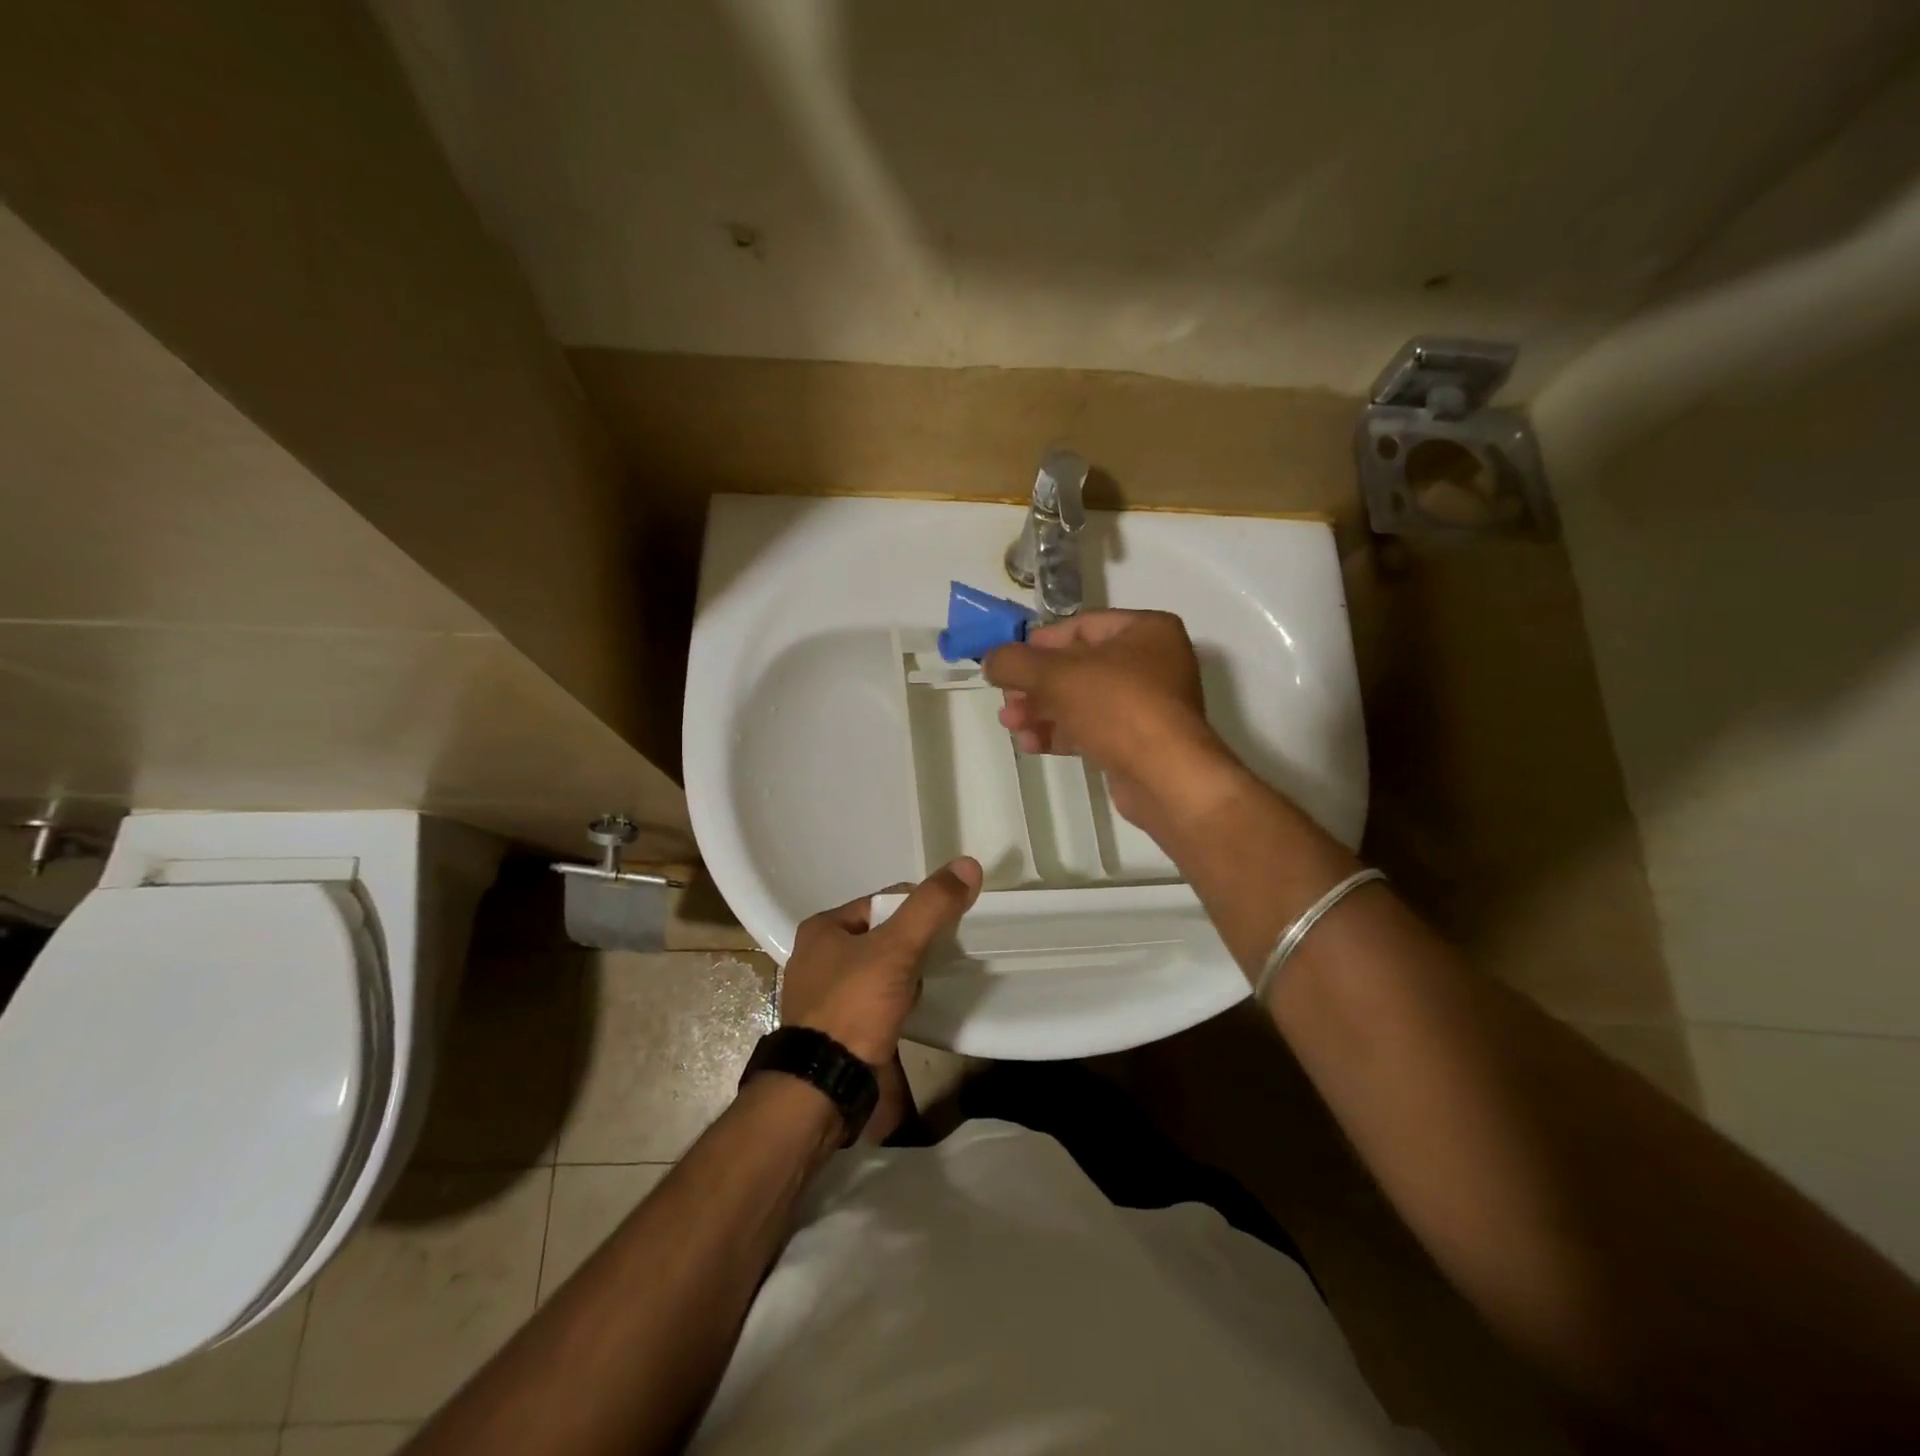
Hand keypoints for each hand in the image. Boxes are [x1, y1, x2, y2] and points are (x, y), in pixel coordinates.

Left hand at [778, 857, 982, 1067]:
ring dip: (906, 974)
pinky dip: (896, 1002)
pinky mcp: (837, 1028)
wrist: (825, 1088)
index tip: (947, 924)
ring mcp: (825, 996)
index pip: (882, 902)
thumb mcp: (897, 948)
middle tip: (942, 955)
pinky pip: (875, 1001)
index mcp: (822, 928)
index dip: (917, 909)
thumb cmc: (854, 1006)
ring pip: (880, 970)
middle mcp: (817, 957)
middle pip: (882, 936)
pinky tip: (914, 1010)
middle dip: (912, 945)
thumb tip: (968, 864)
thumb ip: (931, 907)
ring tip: (930, 984)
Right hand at [983, 610, 1230, 827]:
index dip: (1040, 643)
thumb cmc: (1117, 706)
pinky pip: (1093, 728)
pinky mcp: (1138, 741)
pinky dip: (1061, 732)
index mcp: (1146, 630)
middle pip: (1078, 666)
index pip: (1081, 626)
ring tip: (1010, 724)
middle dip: (1035, 684)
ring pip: (1082, 700)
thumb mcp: (1057, 674)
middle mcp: (1152, 662)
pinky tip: (1031, 743)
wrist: (1165, 776)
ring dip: (1042, 710)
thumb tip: (990, 660)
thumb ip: (1016, 662)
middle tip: (1006, 699)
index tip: (1009, 661)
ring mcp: (1148, 705)